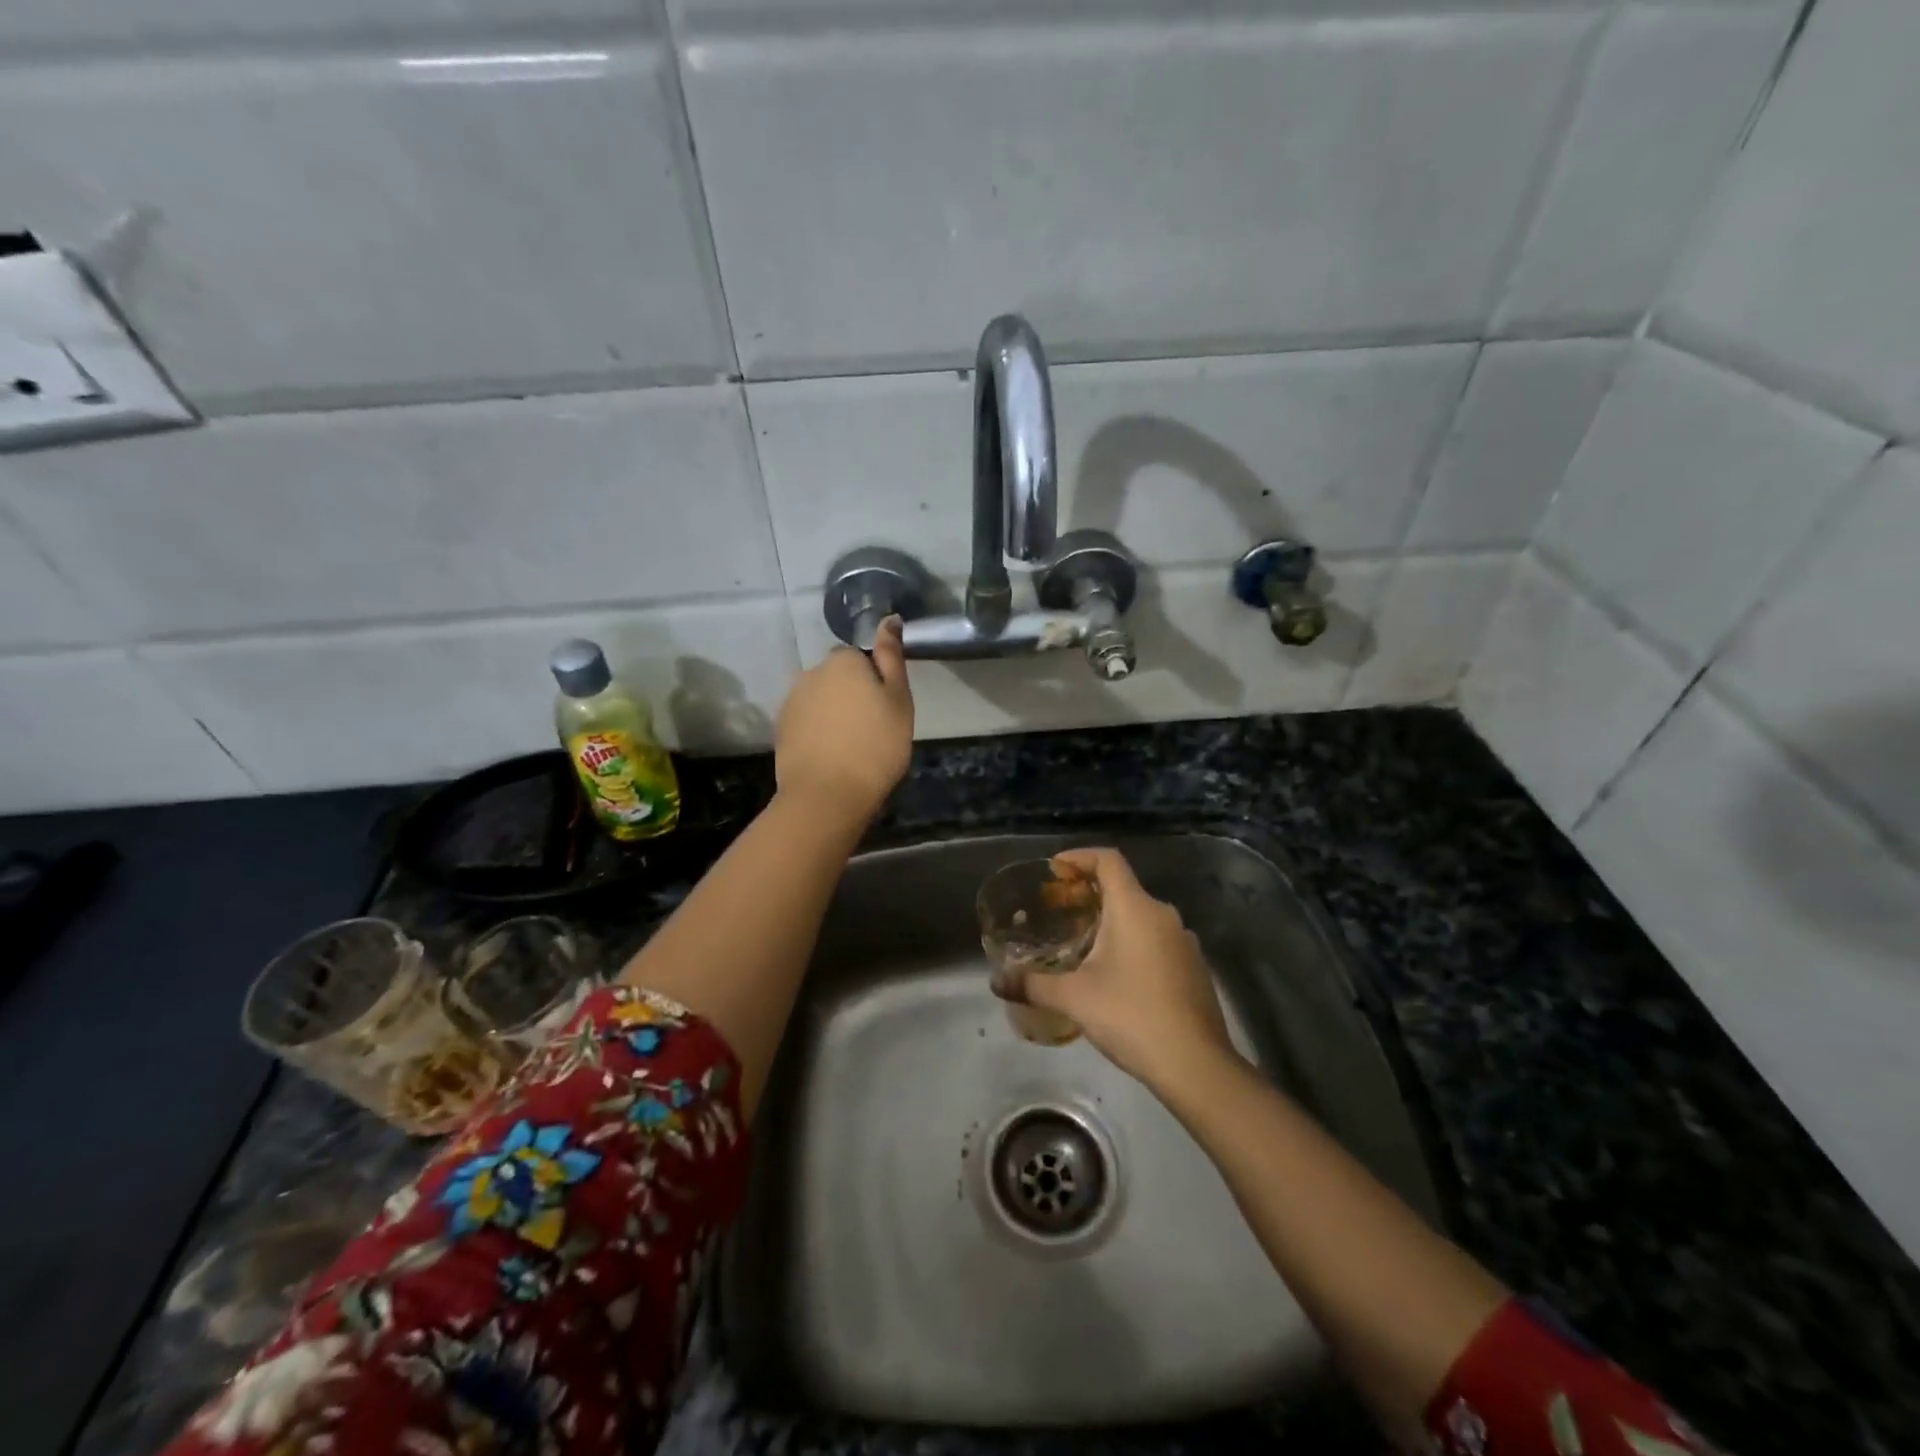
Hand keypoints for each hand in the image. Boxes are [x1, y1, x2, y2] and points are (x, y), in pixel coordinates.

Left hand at [774, 616, 913, 822]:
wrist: (827, 795)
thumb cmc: (875, 746)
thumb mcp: (899, 700)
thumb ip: (891, 656)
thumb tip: (889, 618)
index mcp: (842, 661)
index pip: (860, 656)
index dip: (875, 680)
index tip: (886, 708)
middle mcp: (811, 672)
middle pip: (837, 676)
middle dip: (851, 694)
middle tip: (872, 728)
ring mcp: (791, 700)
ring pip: (820, 698)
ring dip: (833, 713)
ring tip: (850, 745)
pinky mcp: (780, 728)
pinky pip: (806, 720)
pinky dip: (817, 731)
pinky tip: (830, 755)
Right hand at [996, 847, 1236, 1090]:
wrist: (1196, 1065)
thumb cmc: (1131, 1016)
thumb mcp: (1073, 998)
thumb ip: (1032, 984)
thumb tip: (997, 982)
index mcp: (1135, 908)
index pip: (1108, 860)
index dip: (1079, 857)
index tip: (1055, 869)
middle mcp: (1163, 914)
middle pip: (1123, 887)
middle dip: (1089, 894)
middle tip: (1059, 911)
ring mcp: (1184, 941)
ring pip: (1141, 916)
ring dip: (1111, 921)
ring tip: (1082, 943)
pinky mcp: (1194, 968)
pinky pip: (1156, 940)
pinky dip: (1132, 943)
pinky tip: (1115, 975)